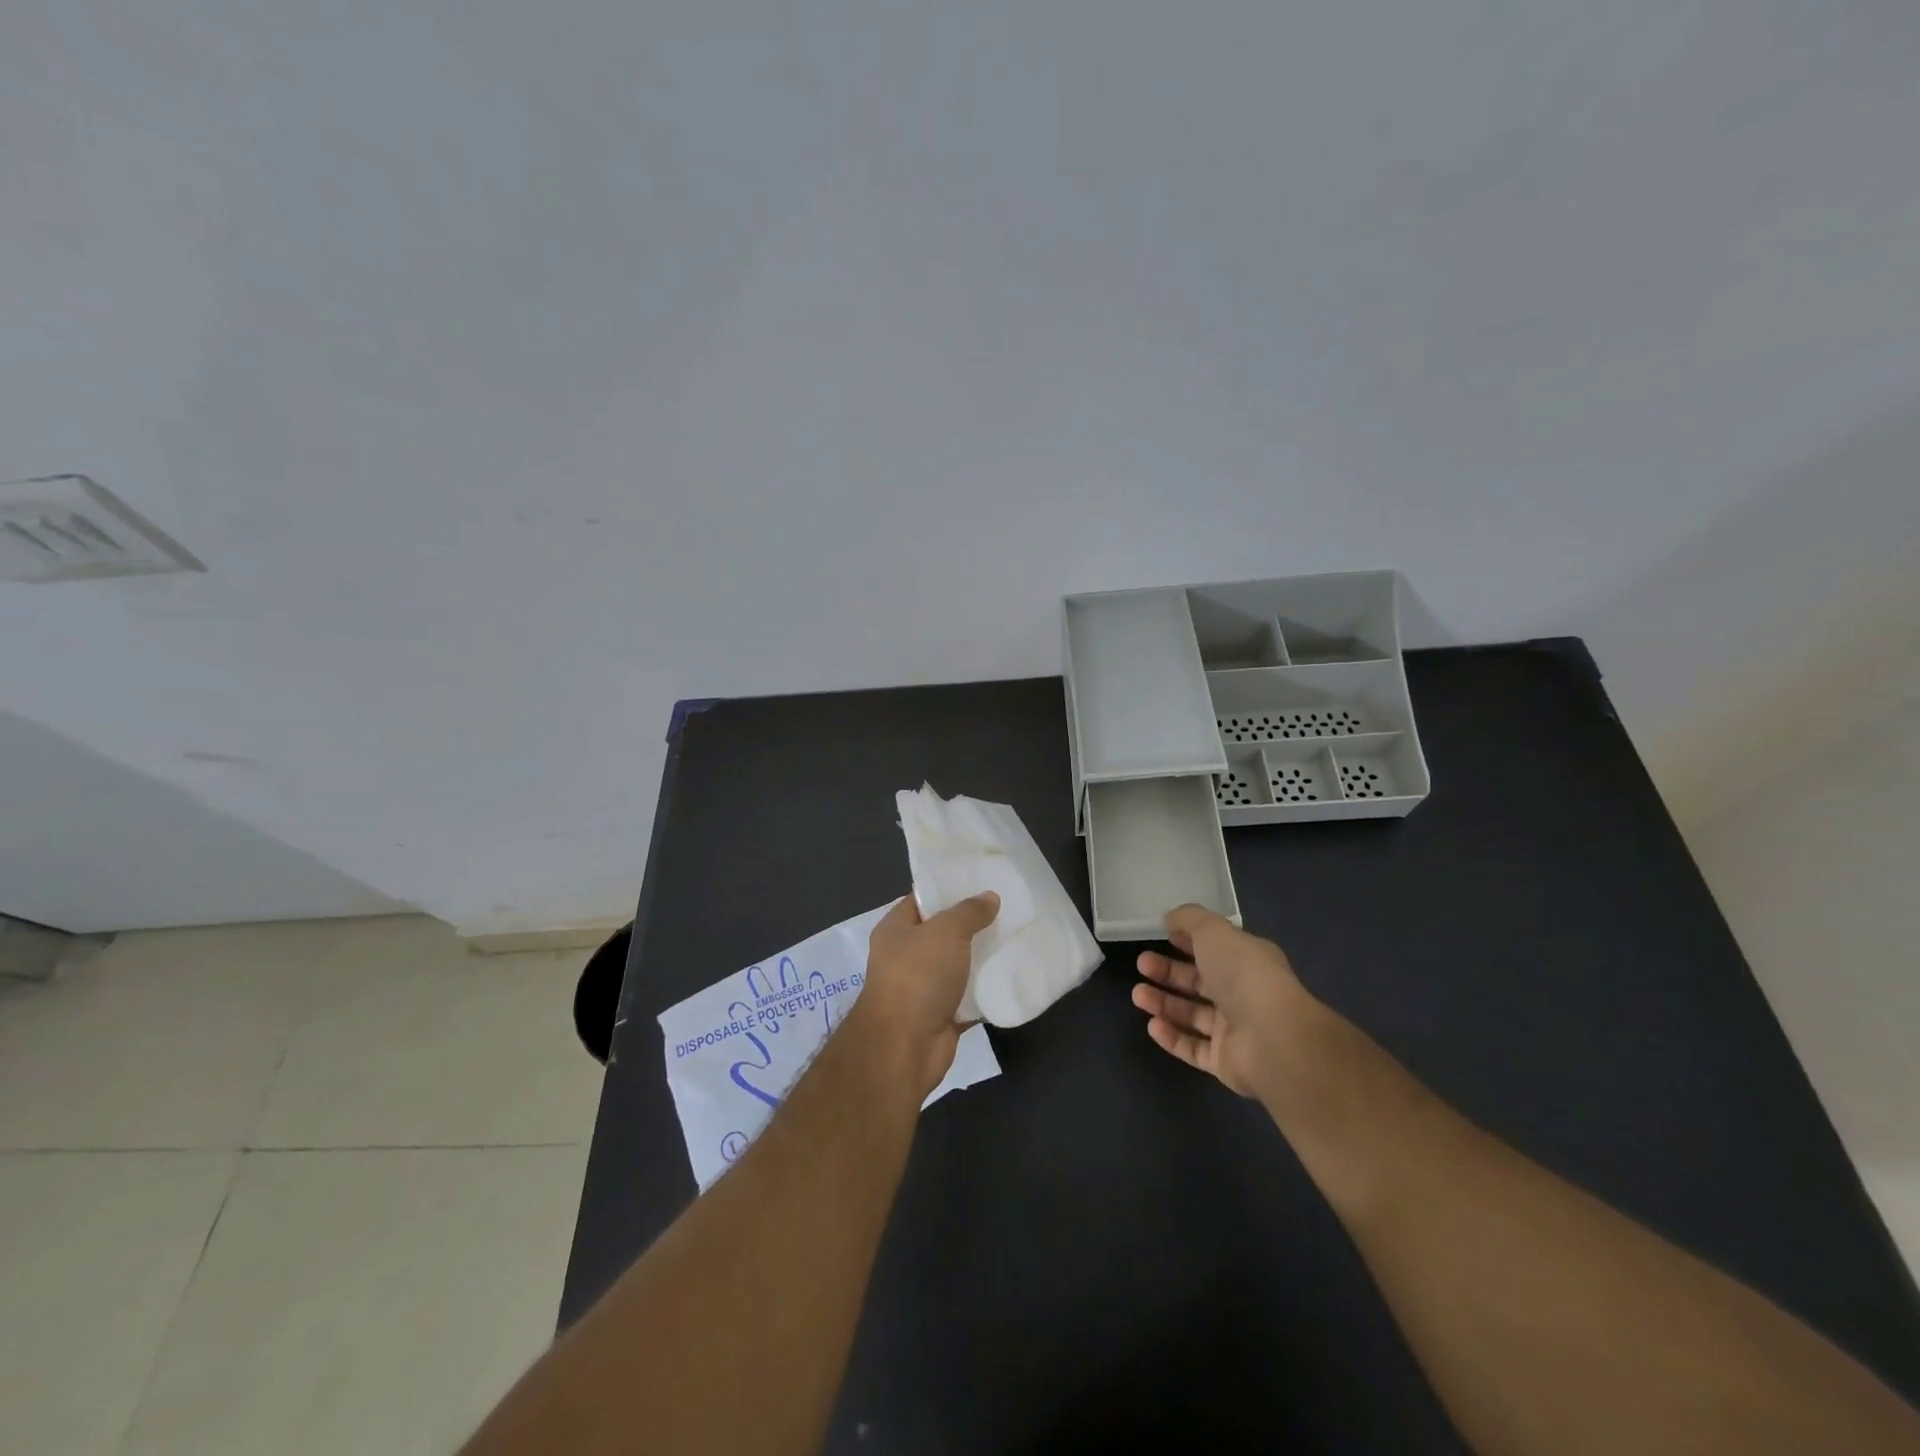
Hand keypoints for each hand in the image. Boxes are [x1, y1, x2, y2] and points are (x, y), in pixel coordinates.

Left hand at [856, 891, 999, 1098]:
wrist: (905, 1046)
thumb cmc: (917, 976)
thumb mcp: (945, 931)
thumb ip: (969, 912)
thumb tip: (989, 897)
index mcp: (896, 929)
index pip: (922, 899)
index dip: (948, 889)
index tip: (981, 881)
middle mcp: (906, 956)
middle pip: (943, 932)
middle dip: (972, 924)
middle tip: (1007, 909)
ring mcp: (923, 987)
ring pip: (958, 965)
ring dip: (982, 957)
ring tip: (1016, 938)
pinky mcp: (942, 1015)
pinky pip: (969, 996)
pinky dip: (986, 990)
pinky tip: (1013, 975)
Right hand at [1132, 903, 1315, 1101]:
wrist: (1273, 1038)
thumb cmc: (1243, 974)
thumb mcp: (1213, 931)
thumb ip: (1189, 919)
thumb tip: (1170, 919)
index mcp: (1247, 960)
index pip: (1214, 948)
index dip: (1187, 940)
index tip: (1161, 935)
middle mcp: (1242, 993)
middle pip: (1199, 981)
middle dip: (1168, 972)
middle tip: (1141, 964)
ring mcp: (1235, 1030)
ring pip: (1193, 1015)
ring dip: (1163, 1003)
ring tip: (1138, 995)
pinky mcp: (1225, 1061)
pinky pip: (1193, 1048)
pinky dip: (1172, 1037)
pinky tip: (1152, 1025)